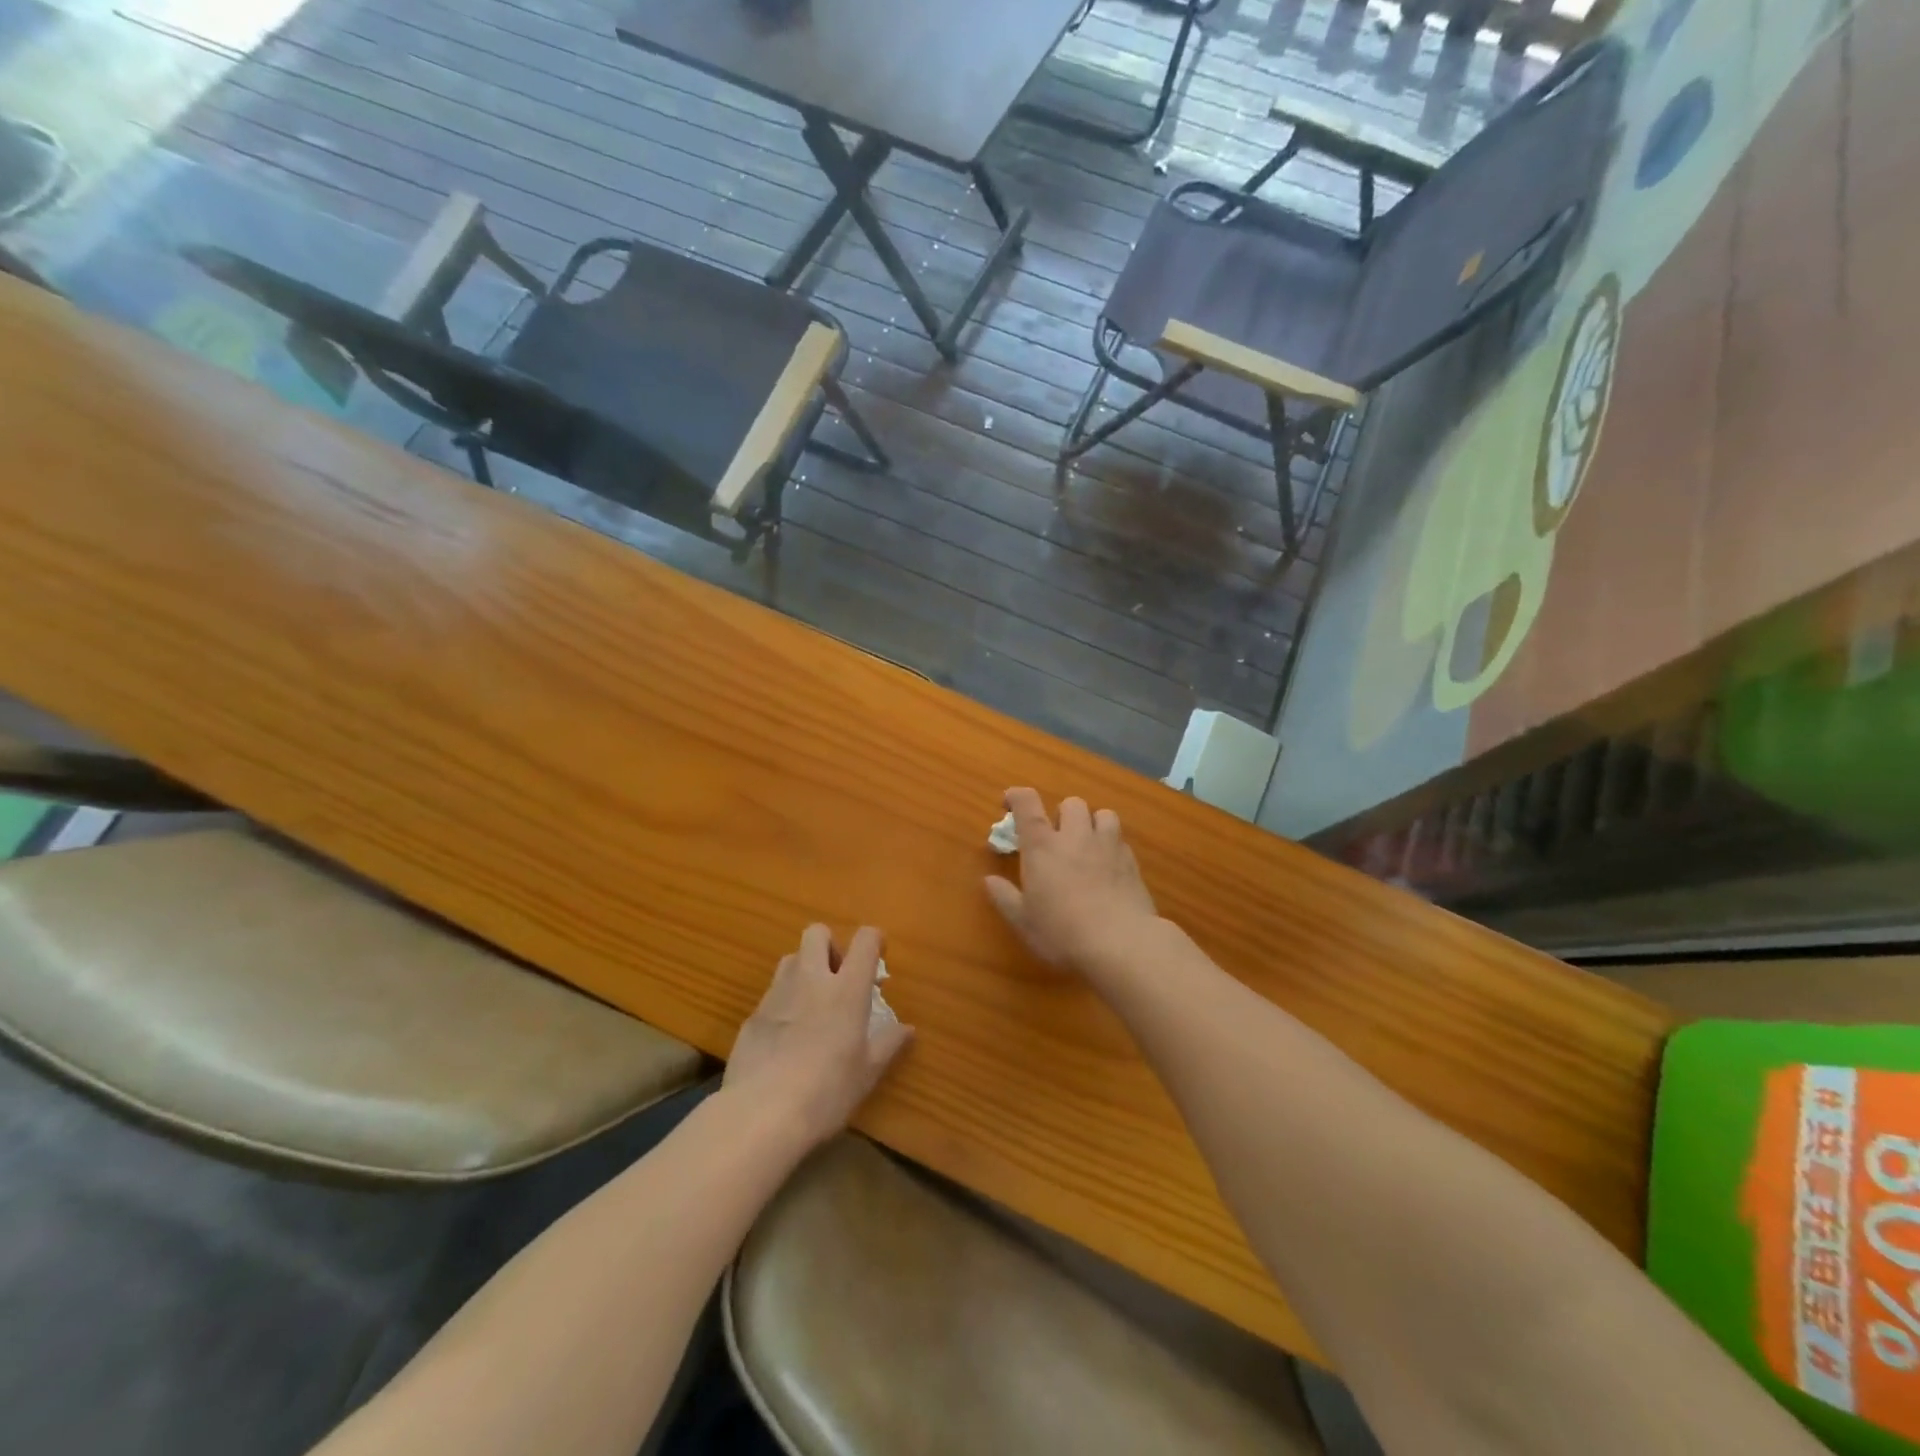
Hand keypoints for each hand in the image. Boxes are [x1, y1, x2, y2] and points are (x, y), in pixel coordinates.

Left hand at [724, 924, 912, 1148]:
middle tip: (838, 977)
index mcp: (846, 989)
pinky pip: (771, 994)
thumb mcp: (867, 1073)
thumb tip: (908, 1029)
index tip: (878, 955)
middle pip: (817, 932)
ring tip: (811, 1004)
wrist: (760, 1114)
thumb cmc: (826, 1091)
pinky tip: (785, 1037)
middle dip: (830, 945)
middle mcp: (811, 980)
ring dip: (804, 970)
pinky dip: (783, 1003)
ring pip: (790, 958)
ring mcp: (777, 994)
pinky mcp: (752, 1016)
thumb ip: (888, 1044)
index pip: (864, 940)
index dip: (874, 940)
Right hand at [984, 787, 1158, 973]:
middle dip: (1061, 815)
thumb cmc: (1062, 933)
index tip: (1009, 803)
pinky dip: (1112, 846)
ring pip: (1103, 814)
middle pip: (1070, 803)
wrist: (1121, 944)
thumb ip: (1005, 897)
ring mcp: (1107, 846)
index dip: (1016, 796)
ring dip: (1092, 824)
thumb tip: (989, 881)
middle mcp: (1075, 836)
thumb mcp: (1024, 921)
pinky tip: (1108, 868)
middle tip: (1056, 839)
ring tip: (1087, 845)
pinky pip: (1121, 840)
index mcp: (1042, 846)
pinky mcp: (1132, 861)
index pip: (1027, 803)